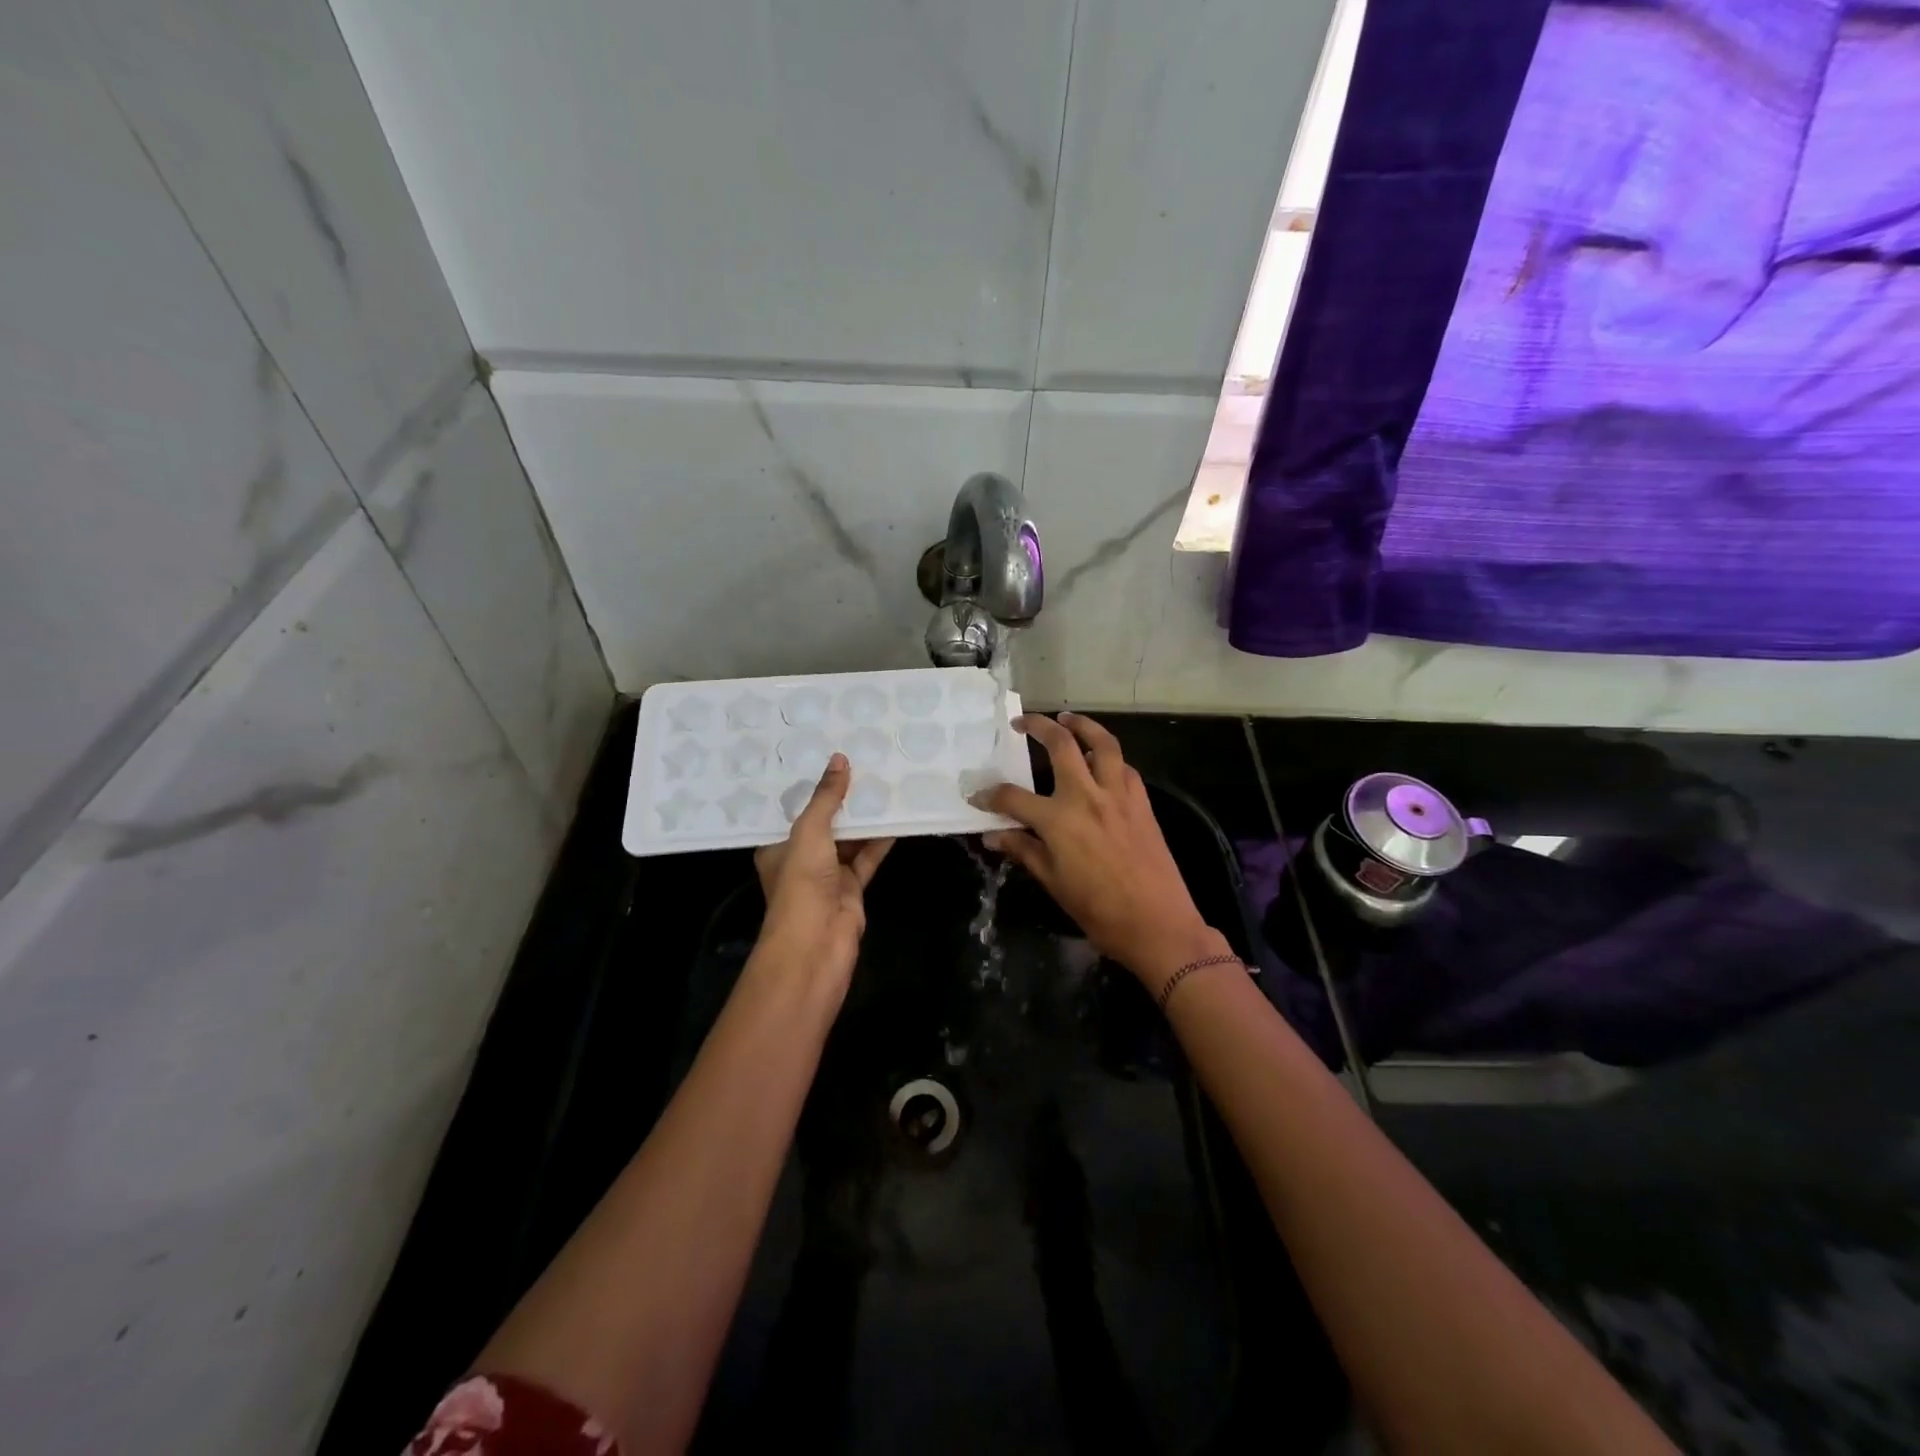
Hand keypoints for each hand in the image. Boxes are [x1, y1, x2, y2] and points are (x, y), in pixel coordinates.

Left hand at [753, 753, 893, 989]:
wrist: (816, 944)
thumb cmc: (802, 883)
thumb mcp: (810, 832)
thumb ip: (826, 797)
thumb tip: (840, 759)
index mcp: (778, 847)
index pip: (794, 811)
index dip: (811, 787)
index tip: (830, 759)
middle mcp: (801, 859)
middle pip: (825, 824)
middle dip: (843, 801)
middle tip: (864, 765)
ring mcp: (828, 876)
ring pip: (849, 841)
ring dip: (865, 820)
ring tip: (885, 785)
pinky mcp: (852, 889)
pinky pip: (867, 858)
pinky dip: (880, 842)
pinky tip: (897, 820)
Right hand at [976, 713, 1225, 992]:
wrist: (1158, 925)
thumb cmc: (1100, 911)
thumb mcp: (1053, 883)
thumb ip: (1024, 851)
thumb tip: (992, 837)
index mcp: (1059, 821)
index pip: (1013, 798)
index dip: (990, 795)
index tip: (977, 795)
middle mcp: (1087, 796)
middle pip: (1061, 745)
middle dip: (1038, 726)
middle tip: (1023, 721)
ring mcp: (1118, 795)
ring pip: (1102, 743)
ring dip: (1082, 725)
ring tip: (1068, 719)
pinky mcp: (1142, 801)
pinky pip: (1124, 766)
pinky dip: (1109, 756)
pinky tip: (1101, 761)